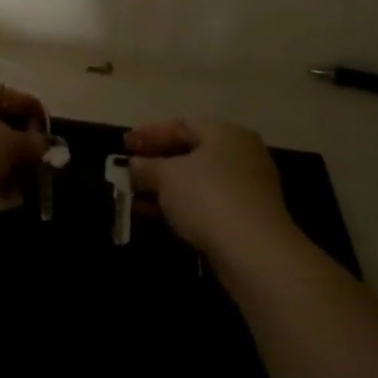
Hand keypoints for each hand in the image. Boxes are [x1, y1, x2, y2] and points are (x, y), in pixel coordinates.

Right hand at [126, 119, 300, 261]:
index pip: (181, 125)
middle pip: (190, 153)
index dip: (149, 134)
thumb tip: (134, 164)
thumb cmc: (208, 198)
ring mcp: (247, 188)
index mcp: (226, 133)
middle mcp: (241, 154)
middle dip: (156, 163)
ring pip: (197, 182)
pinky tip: (158, 217)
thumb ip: (147, 166)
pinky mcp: (246, 218)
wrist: (254, 253)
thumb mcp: (167, 176)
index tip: (123, 145)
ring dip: (166, 189)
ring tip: (135, 198)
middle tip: (129, 171)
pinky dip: (182, 207)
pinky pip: (206, 204)